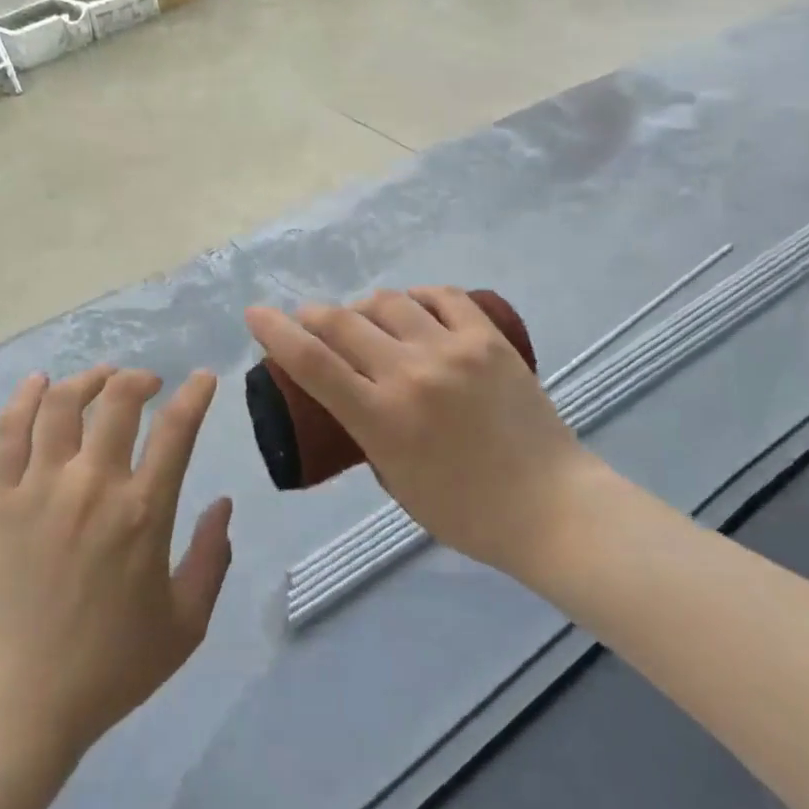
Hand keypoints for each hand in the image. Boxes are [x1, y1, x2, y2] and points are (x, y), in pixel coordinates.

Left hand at [0, 367, 233, 759]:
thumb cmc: (109, 668)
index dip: (195, 394)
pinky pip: (9, 433)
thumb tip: (223, 504)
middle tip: (148, 383)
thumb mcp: (186, 624)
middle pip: (118, 400)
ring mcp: (40, 488)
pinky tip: (38, 383)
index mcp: (143, 512)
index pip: (177, 429)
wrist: (19, 702)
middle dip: (139, 379)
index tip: (204, 378)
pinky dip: (25, 399)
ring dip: (88, 380)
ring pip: (62, 405)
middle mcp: (93, 486)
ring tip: (101, 379)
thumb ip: (213, 558)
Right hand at [245, 288, 602, 581]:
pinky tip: (413, 308)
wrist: (552, 507)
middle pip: (343, 322)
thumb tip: (357, 393)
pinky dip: (417, 298)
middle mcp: (411, 374)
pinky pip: (443, 297)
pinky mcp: (489, 339)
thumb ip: (369, 431)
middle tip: (308, 319)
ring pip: (389, 303)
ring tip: (365, 318)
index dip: (275, 332)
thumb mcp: (395, 479)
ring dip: (363, 306)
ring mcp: (453, 350)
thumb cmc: (466, 512)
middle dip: (313, 315)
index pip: (312, 362)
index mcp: (383, 419)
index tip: (255, 314)